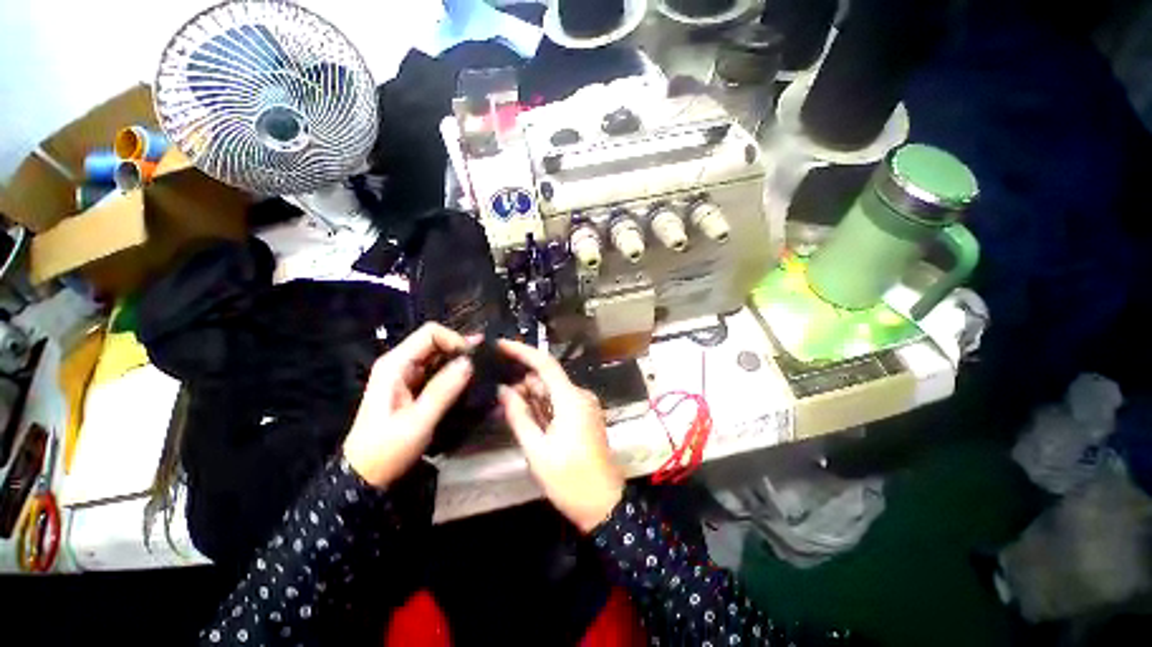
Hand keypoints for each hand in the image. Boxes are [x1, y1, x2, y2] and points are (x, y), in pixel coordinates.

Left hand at [343, 323, 473, 488]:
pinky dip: (454, 374)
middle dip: (461, 350)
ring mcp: (406, 375)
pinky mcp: (413, 387)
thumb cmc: (387, 449)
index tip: (474, 360)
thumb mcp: (418, 421)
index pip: (431, 333)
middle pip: (436, 342)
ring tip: (482, 374)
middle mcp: (400, 364)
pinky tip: (470, 384)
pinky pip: (438, 371)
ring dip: (460, 362)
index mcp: (396, 365)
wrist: (365, 476)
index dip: (455, 340)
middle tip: (485, 365)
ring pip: (439, 356)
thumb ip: (444, 390)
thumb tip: (469, 362)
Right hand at [497, 339, 623, 532]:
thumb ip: (519, 416)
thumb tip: (503, 390)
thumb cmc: (569, 479)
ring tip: (508, 410)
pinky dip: (541, 407)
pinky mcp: (583, 416)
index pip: (545, 364)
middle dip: (522, 384)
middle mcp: (579, 396)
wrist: (603, 504)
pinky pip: (558, 403)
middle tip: (497, 396)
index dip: (522, 351)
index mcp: (571, 400)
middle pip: (546, 379)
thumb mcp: (537, 450)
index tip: (501, 346)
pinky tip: (526, 418)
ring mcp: (583, 406)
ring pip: (551, 391)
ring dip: (530, 397)